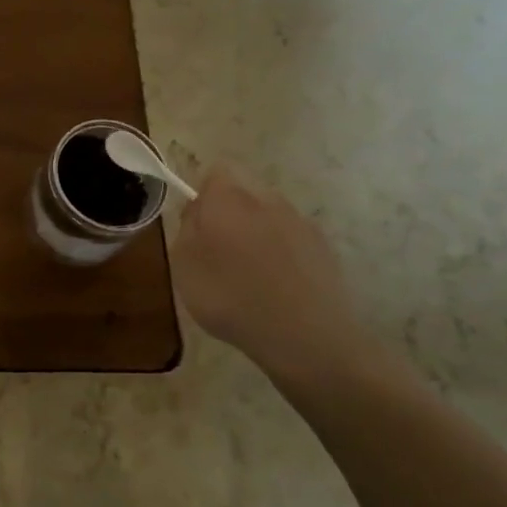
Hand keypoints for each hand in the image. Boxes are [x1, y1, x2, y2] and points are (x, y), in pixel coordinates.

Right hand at [172, 167, 385, 388]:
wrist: (304, 335)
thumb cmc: (230, 297)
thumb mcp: (184, 265)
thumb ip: (186, 227)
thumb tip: (197, 209)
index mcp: (228, 198)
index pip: (215, 171)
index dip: (204, 192)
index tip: (197, 223)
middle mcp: (267, 199)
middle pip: (244, 190)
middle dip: (230, 210)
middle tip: (217, 249)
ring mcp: (300, 221)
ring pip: (269, 213)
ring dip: (256, 231)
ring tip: (249, 272)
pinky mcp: (322, 246)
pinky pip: (291, 237)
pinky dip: (281, 252)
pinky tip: (277, 285)